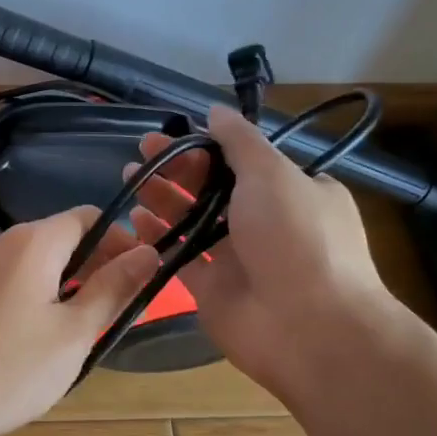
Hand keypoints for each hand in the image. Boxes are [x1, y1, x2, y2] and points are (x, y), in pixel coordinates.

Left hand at [0, 207, 160, 435]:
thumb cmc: (5, 369)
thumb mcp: (72, 334)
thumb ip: (112, 289)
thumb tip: (148, 252)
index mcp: (31, 242)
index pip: (88, 218)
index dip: (121, 241)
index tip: (141, 278)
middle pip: (58, 241)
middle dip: (94, 268)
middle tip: (115, 313)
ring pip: (31, 268)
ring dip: (62, 289)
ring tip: (77, 335)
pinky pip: (4, 287)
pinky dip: (30, 302)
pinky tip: (30, 345)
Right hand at [122, 104, 405, 404]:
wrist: (306, 325)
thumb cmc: (295, 237)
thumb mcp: (272, 174)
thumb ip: (240, 141)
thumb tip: (214, 110)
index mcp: (293, 191)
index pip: (245, 161)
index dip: (209, 145)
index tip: (175, 134)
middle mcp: (266, 222)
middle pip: (213, 188)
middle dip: (179, 167)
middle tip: (142, 150)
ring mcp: (238, 258)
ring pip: (193, 220)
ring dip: (163, 198)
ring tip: (130, 176)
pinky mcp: (213, 288)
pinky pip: (180, 256)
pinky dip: (158, 237)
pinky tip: (135, 218)